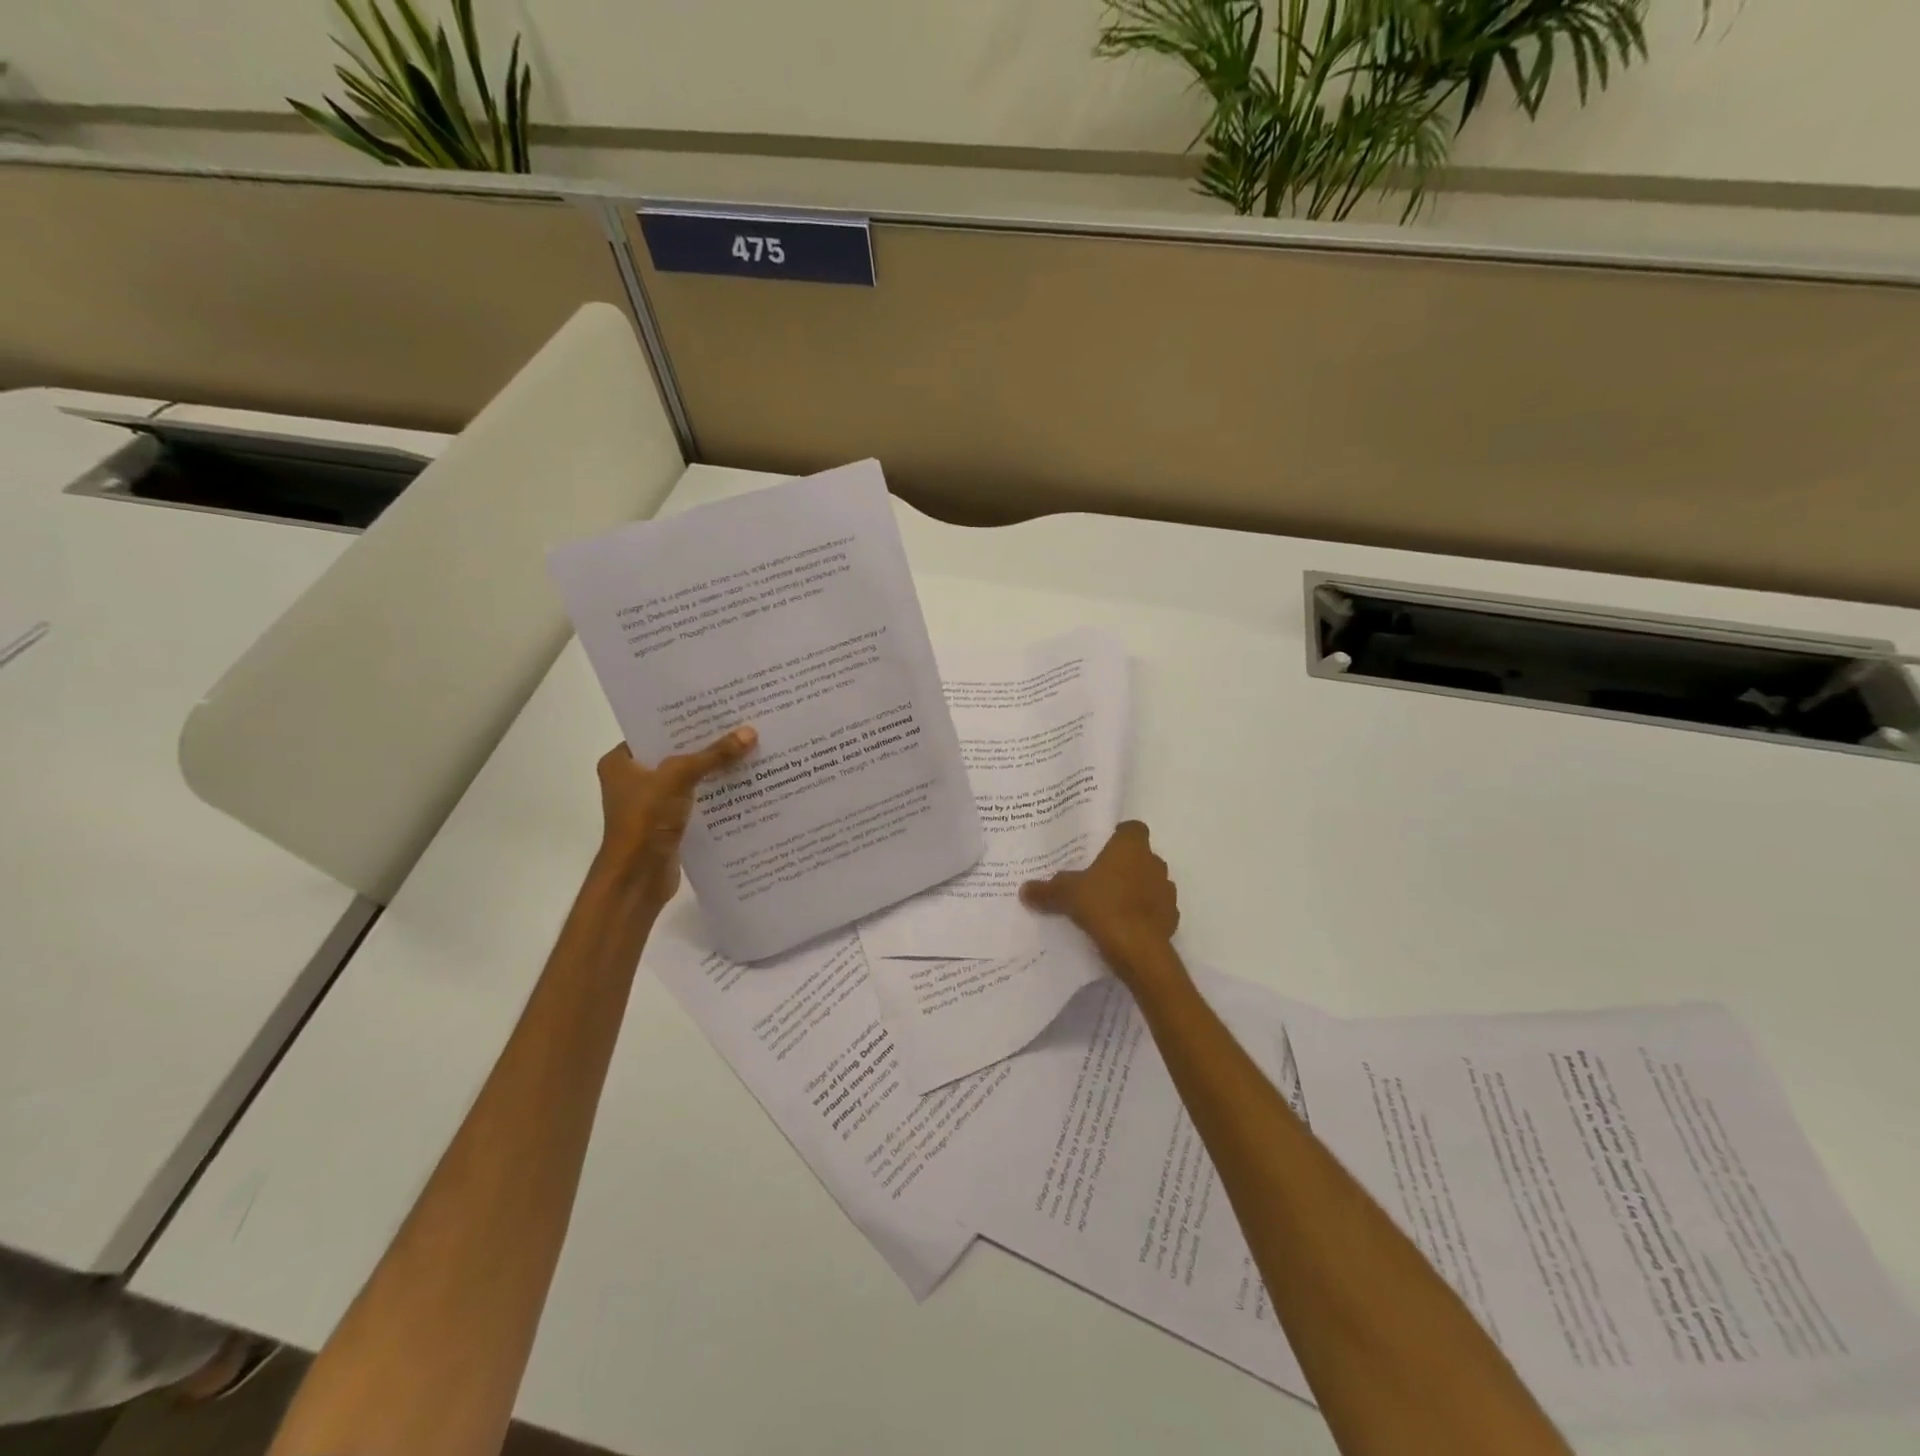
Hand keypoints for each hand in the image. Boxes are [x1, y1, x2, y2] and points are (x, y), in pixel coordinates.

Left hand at [593, 726, 756, 908]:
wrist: (637, 878)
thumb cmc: (645, 820)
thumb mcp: (679, 777)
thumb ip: (714, 755)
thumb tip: (750, 732)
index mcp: (620, 762)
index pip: (655, 730)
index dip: (685, 719)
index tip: (717, 706)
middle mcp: (633, 779)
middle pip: (675, 753)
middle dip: (706, 743)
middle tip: (740, 724)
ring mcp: (651, 803)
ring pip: (689, 777)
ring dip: (714, 769)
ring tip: (749, 749)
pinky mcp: (669, 823)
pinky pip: (697, 799)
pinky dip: (715, 793)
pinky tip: (744, 783)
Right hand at [1020, 820, 1179, 977]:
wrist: (1139, 950)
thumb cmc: (1104, 906)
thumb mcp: (1066, 895)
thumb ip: (1047, 889)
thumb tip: (1024, 889)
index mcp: (1131, 847)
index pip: (1132, 828)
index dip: (1118, 835)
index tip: (1100, 848)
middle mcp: (1154, 862)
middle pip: (1140, 856)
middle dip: (1123, 865)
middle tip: (1097, 878)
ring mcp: (1166, 890)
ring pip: (1149, 883)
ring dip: (1135, 890)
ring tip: (1110, 904)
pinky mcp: (1172, 917)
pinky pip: (1156, 909)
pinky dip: (1143, 914)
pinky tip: (1124, 925)